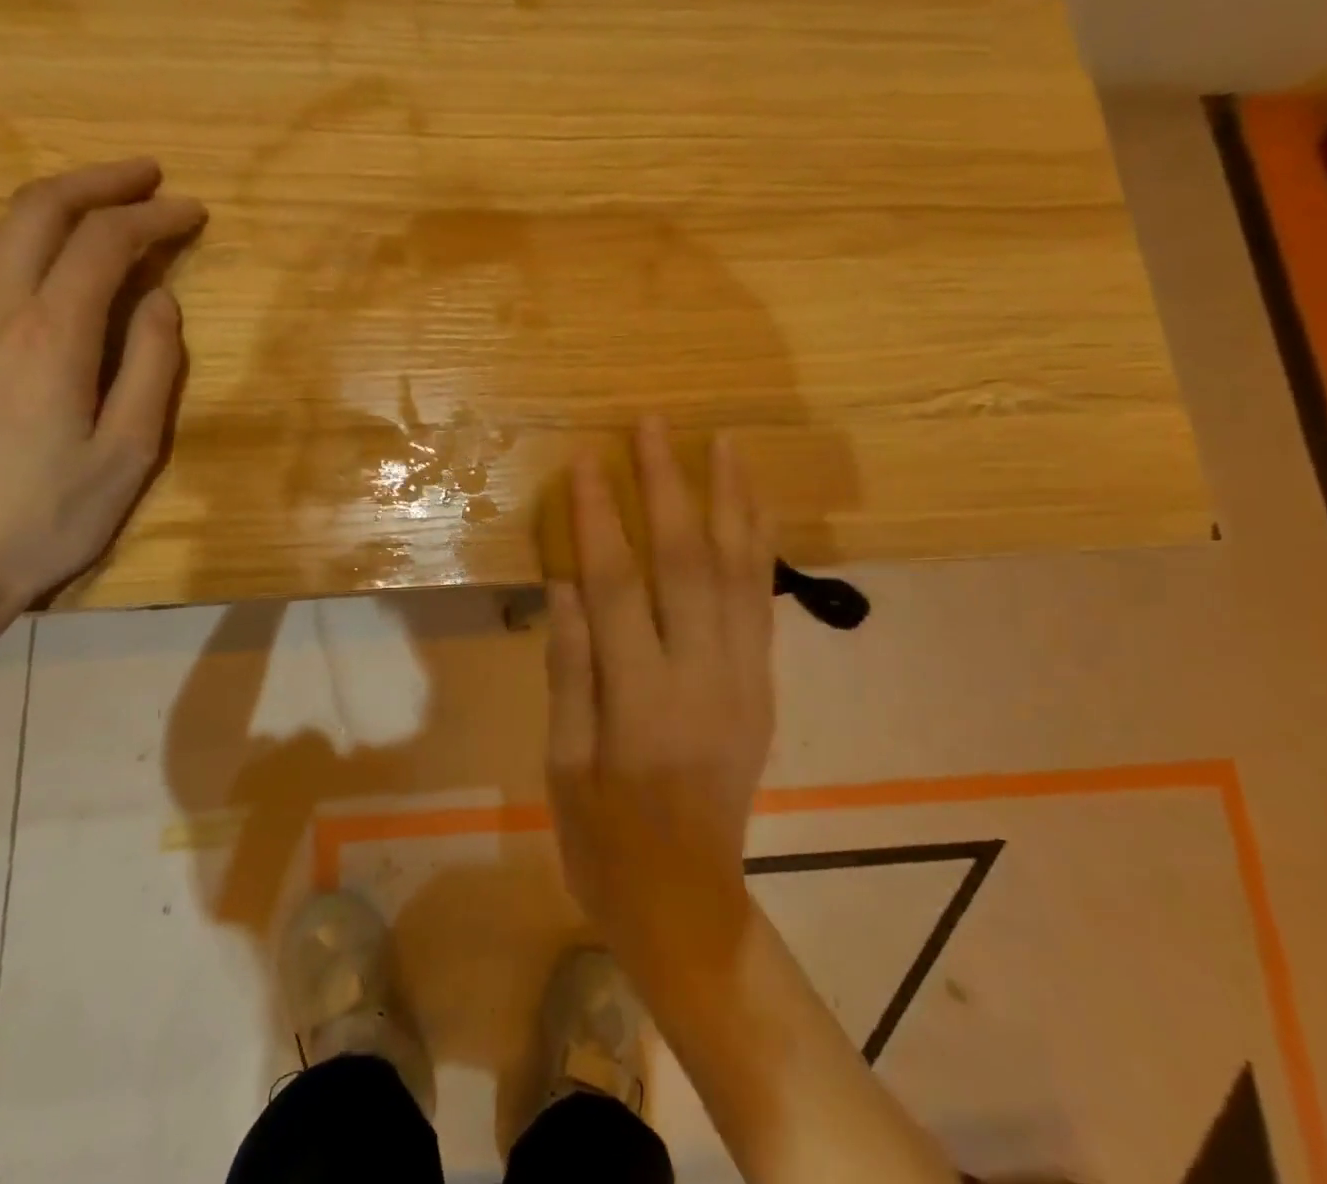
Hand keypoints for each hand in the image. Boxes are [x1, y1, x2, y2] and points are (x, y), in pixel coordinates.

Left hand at [0, 159, 205, 618]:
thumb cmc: (48, 518)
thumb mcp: (129, 453)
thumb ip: (152, 368)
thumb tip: (162, 301)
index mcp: (50, 338)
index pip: (102, 245)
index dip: (152, 217)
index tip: (194, 211)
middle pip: (36, 214)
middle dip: (96, 182)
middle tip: (148, 175)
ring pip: (1, 236)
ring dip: (58, 206)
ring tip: (107, 205)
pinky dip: (33, 242)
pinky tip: (61, 266)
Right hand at [544, 419, 774, 986]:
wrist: (687, 901)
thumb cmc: (604, 838)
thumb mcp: (563, 762)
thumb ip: (569, 666)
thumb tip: (564, 579)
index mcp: (641, 704)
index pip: (617, 588)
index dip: (600, 519)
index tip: (587, 461)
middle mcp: (704, 680)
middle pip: (688, 563)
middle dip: (670, 486)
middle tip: (656, 425)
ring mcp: (744, 680)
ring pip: (742, 573)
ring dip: (732, 501)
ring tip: (725, 444)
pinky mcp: (763, 686)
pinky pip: (763, 601)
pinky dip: (760, 546)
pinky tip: (753, 507)